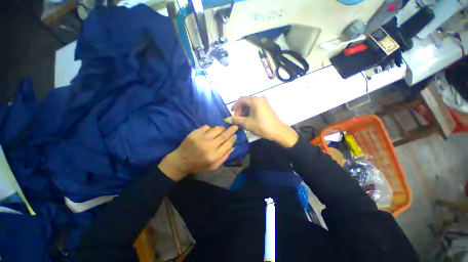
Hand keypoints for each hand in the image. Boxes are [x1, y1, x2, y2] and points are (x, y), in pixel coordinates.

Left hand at [158, 125, 237, 180]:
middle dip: (231, 130)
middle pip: (224, 135)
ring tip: (222, 129)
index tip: (235, 135)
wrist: (181, 161)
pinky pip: (207, 127)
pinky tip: (209, 132)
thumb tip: (233, 147)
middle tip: (235, 126)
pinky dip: (210, 128)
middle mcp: (209, 147)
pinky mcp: (195, 133)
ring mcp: (201, 139)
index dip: (233, 138)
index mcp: (214, 156)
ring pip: (216, 129)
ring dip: (221, 128)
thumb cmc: (199, 165)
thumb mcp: (213, 166)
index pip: (228, 144)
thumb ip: (224, 157)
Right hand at [224, 96, 297, 147]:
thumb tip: (226, 119)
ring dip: (244, 111)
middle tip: (237, 119)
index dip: (235, 106)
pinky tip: (248, 119)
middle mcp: (259, 98)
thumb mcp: (247, 123)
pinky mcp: (266, 107)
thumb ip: (236, 120)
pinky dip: (250, 112)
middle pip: (245, 101)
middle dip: (240, 110)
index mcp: (255, 100)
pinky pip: (255, 107)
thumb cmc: (262, 126)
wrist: (278, 131)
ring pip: (250, 105)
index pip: (241, 99)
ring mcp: (264, 102)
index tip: (232, 114)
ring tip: (242, 120)